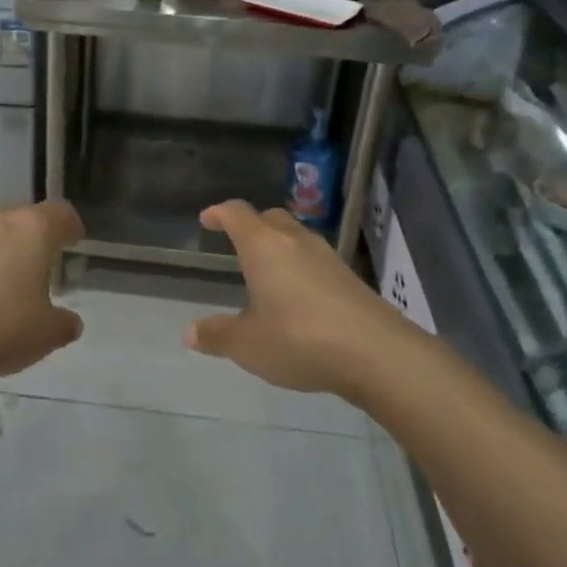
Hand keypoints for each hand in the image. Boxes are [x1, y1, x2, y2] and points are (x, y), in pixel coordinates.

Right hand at [187, 200, 408, 397]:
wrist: (376, 353)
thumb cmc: (299, 339)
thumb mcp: (248, 344)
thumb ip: (218, 335)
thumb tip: (190, 332)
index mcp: (263, 246)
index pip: (236, 214)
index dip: (219, 213)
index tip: (207, 219)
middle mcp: (295, 241)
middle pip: (271, 218)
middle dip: (252, 225)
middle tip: (238, 242)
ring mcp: (328, 257)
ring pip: (296, 238)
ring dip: (279, 247)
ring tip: (267, 271)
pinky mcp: (350, 278)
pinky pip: (316, 261)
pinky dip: (300, 268)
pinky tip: (298, 297)